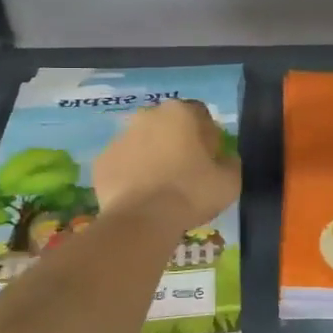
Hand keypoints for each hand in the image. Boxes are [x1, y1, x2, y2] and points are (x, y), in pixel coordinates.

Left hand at [95, 99, 238, 231]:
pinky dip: (131, 175)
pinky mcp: (101, 161)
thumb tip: (224, 159)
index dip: (208, 136)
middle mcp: (147, 116)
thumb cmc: (191, 193)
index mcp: (180, 112)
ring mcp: (119, 137)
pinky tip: (140, 197)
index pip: (200, 115)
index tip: (210, 159)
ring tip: (161, 188)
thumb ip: (230, 162)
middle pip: (168, 125)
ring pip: (142, 143)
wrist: (142, 220)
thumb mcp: (230, 181)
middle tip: (186, 172)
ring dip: (152, 157)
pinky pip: (123, 164)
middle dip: (177, 143)